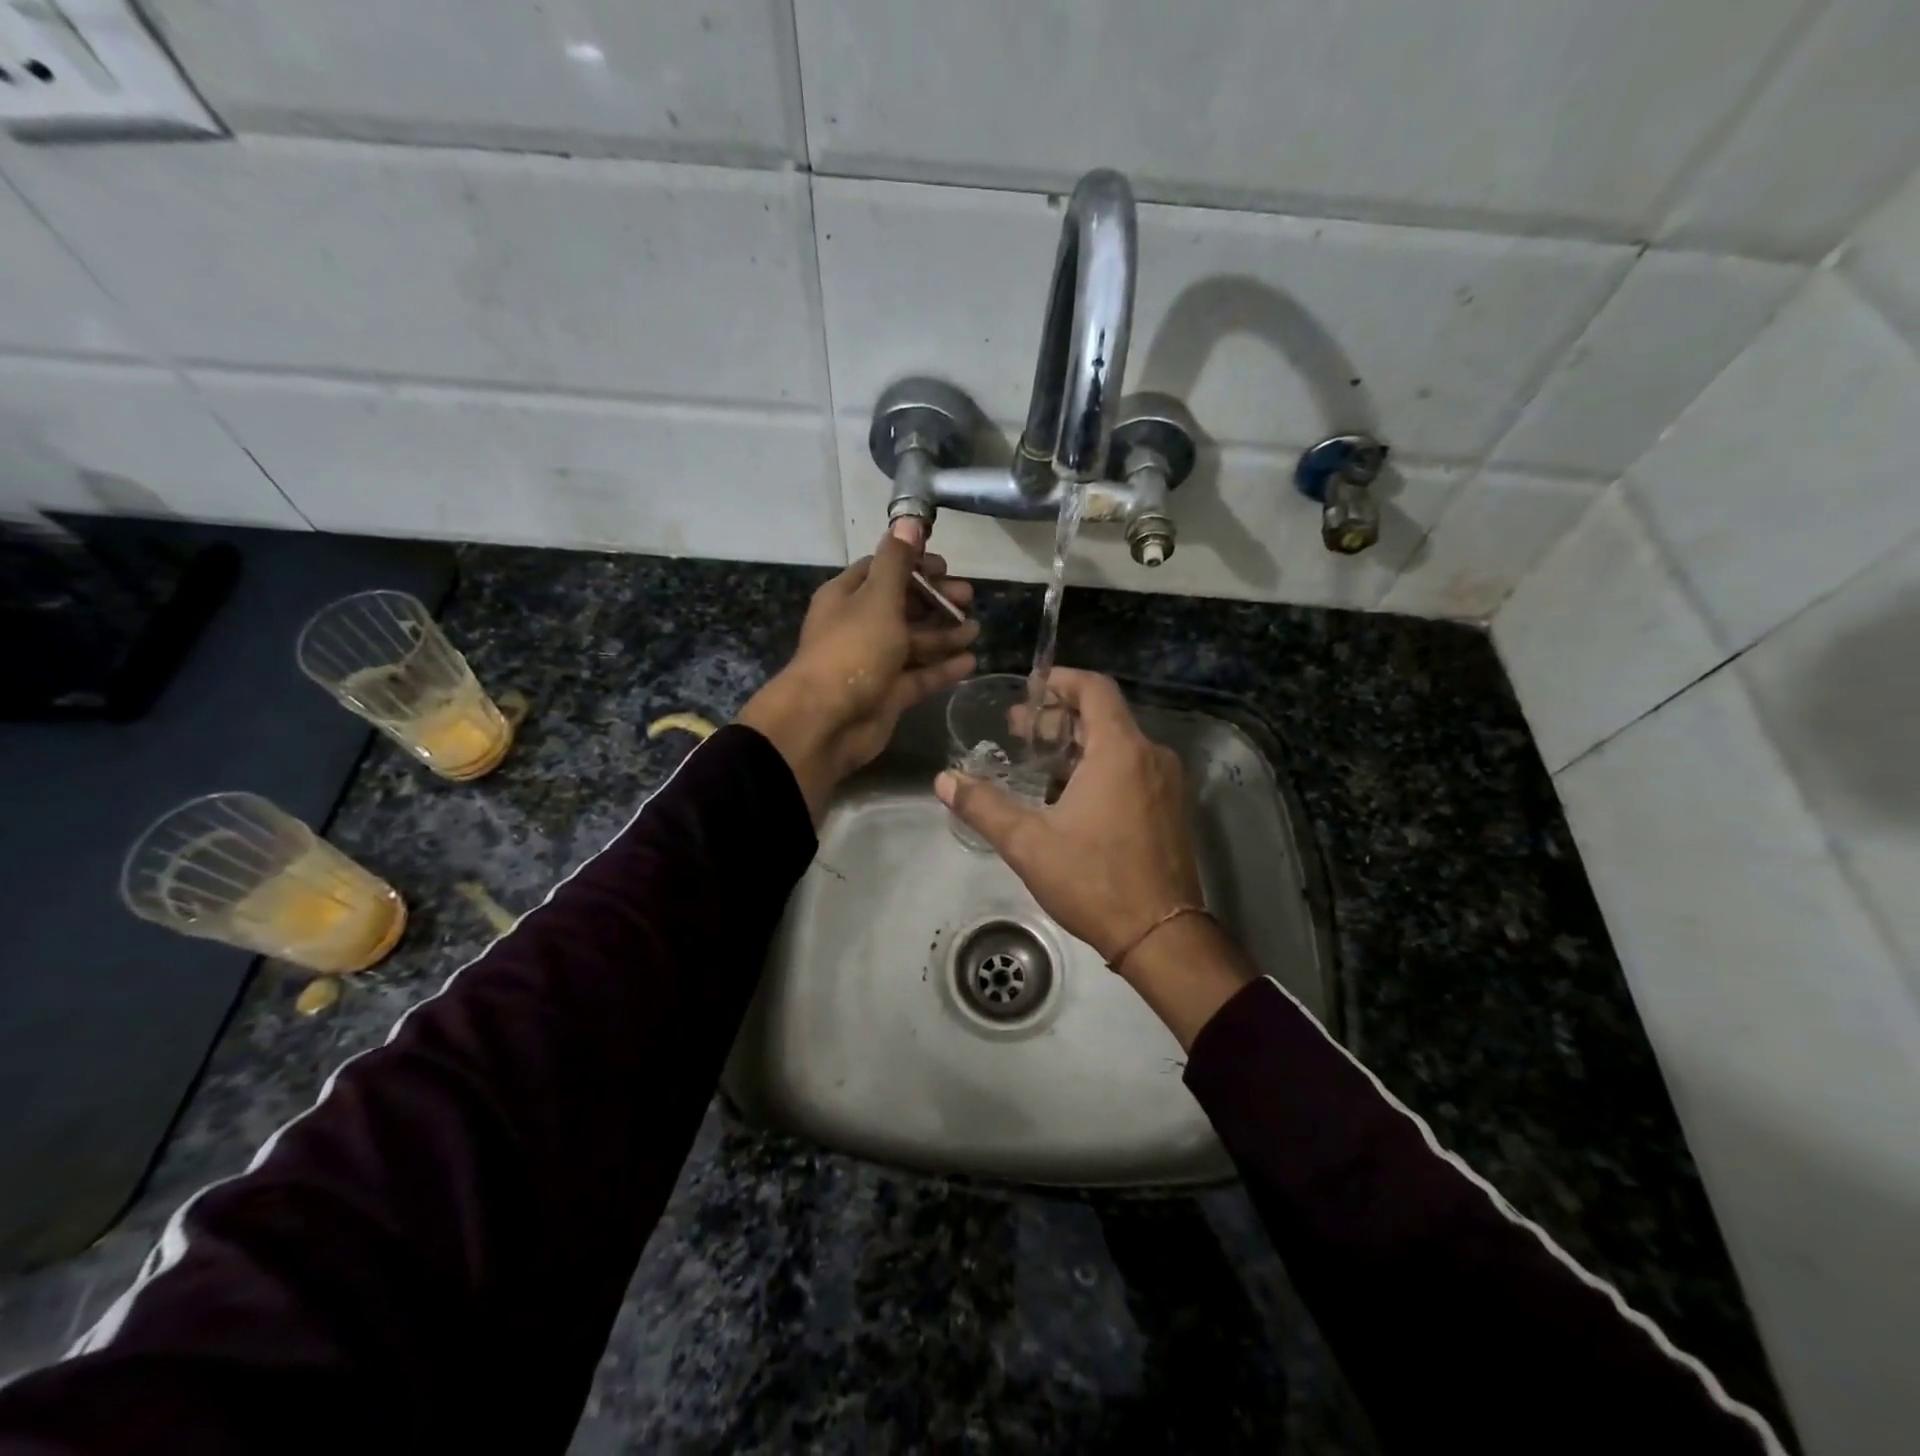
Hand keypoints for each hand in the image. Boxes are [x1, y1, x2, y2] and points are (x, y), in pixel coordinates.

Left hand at [739, 536, 976, 819]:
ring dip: (944, 634)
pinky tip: (970, 662)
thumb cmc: (852, 650)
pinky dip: (943, 668)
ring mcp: (875, 662)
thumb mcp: (877, 598)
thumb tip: (908, 519)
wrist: (827, 722)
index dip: (913, 565)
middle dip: (936, 600)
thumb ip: (897, 562)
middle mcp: (860, 626)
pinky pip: (920, 676)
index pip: (883, 571)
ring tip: (976, 629)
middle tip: (969, 598)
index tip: (945, 566)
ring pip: (914, 642)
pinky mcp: (889, 694)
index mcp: (848, 597)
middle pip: (903, 606)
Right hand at [935, 670, 1202, 963]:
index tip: (1028, 692)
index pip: (1094, 688)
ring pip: (1118, 744)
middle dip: (1058, 719)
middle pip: (1103, 716)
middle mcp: (1151, 756)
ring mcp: (1167, 783)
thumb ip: (983, 806)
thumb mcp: (1028, 844)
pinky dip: (1101, 768)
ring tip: (1038, 765)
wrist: (1160, 936)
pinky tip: (1070, 796)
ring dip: (1077, 746)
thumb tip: (943, 780)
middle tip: (1019, 733)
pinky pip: (1134, 769)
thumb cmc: (1094, 881)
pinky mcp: (1171, 808)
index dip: (1060, 681)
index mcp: (1120, 751)